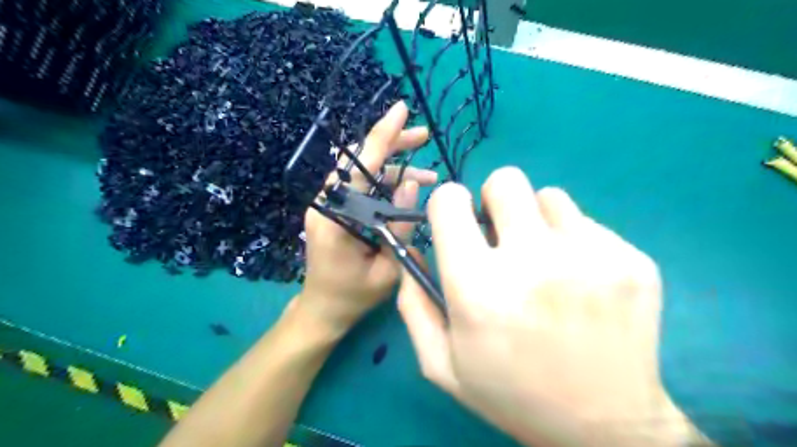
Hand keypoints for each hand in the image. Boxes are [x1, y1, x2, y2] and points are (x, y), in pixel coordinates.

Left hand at [298, 103, 437, 336]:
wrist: (323, 309)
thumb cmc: (354, 295)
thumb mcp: (387, 268)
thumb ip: (400, 227)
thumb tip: (411, 185)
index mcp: (335, 215)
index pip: (361, 165)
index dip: (383, 135)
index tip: (403, 109)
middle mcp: (326, 202)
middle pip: (361, 161)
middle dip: (393, 145)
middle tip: (423, 136)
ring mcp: (328, 204)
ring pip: (363, 173)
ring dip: (395, 169)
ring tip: (427, 177)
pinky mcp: (334, 210)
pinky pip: (361, 187)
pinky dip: (385, 184)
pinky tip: (408, 189)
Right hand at [399, 168, 698, 446]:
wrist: (606, 426)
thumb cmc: (512, 394)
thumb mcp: (441, 363)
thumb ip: (413, 302)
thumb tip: (412, 249)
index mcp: (479, 288)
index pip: (450, 201)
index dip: (448, 205)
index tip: (458, 222)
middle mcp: (534, 262)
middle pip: (505, 181)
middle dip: (494, 201)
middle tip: (502, 236)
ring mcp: (592, 258)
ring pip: (549, 196)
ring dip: (536, 220)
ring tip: (543, 261)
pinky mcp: (632, 261)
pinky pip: (588, 223)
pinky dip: (574, 241)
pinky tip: (580, 281)